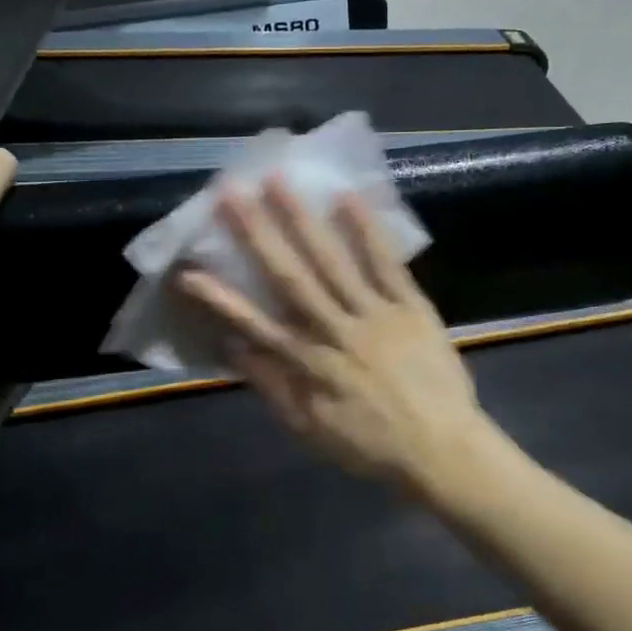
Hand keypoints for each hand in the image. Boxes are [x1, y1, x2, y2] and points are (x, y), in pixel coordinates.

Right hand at [178, 180, 488, 489]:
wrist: (443, 449)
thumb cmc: (372, 446)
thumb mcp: (311, 430)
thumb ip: (272, 387)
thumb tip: (234, 350)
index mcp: (310, 364)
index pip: (256, 324)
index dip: (220, 297)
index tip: (188, 270)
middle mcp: (336, 330)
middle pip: (290, 277)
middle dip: (257, 234)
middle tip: (231, 193)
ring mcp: (376, 314)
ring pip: (332, 261)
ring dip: (302, 220)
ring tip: (278, 181)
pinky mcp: (411, 306)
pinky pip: (386, 264)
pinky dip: (366, 231)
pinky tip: (347, 197)